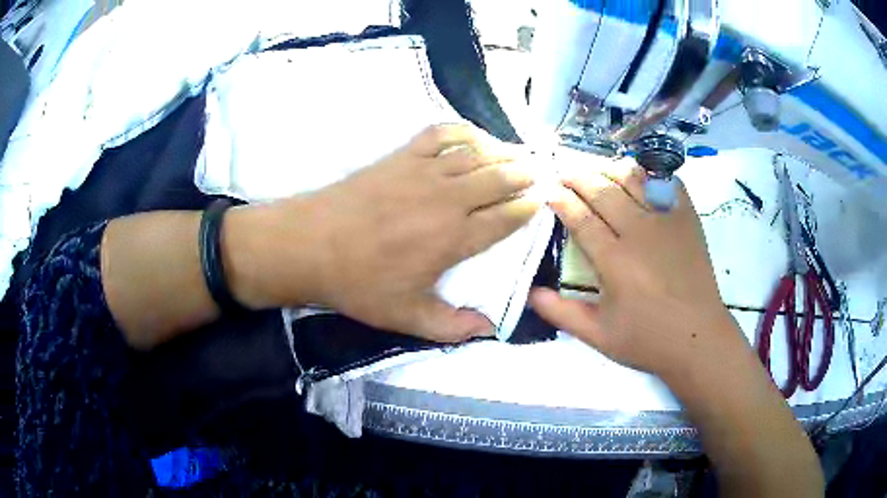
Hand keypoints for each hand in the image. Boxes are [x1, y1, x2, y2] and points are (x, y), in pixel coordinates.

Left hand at [231, 124, 540, 341]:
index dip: (528, 208)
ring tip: (520, 154)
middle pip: (499, 179)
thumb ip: (453, 327)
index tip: (542, 202)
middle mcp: (448, 199)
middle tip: (540, 173)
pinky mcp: (401, 156)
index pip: (505, 218)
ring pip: (477, 155)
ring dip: (503, 152)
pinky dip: (464, 131)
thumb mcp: (407, 317)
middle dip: (525, 175)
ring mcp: (424, 172)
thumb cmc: (359, 283)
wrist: (310, 245)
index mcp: (454, 239)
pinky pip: (441, 134)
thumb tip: (491, 330)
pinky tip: (476, 135)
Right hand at [529, 158, 740, 376]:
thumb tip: (529, 293)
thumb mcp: (598, 336)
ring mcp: (666, 222)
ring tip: (597, 170)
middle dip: (578, 178)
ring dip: (610, 171)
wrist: (698, 338)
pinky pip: (668, 185)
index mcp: (614, 260)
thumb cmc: (647, 340)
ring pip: (634, 181)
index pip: (581, 218)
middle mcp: (639, 232)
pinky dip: (653, 176)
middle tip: (564, 172)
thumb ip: (561, 313)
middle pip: (603, 191)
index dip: (561, 201)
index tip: (549, 192)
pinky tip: (643, 179)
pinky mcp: (688, 221)